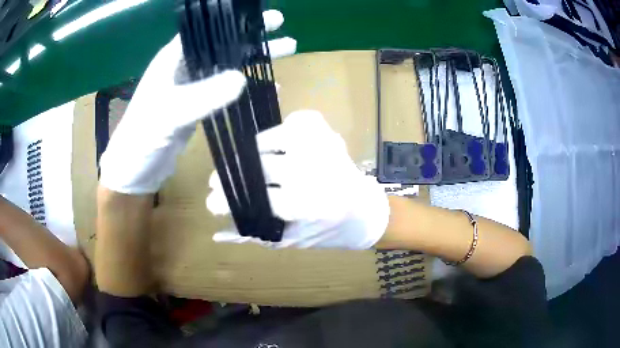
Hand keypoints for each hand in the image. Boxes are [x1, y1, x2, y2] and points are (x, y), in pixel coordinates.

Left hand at [99, 10, 295, 194]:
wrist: (134, 169)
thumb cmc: (141, 137)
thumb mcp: (169, 114)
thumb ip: (202, 96)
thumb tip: (242, 79)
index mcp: (173, 58)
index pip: (207, 30)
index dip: (235, 20)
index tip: (264, 16)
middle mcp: (184, 67)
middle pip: (222, 44)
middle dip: (251, 34)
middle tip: (280, 24)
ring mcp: (192, 86)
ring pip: (227, 65)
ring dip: (254, 57)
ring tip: (285, 49)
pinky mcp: (197, 105)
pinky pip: (226, 90)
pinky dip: (247, 86)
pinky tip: (268, 85)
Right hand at [209, 111, 390, 249]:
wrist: (363, 214)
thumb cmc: (325, 231)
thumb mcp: (289, 239)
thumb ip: (253, 234)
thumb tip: (216, 234)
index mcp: (310, 207)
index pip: (258, 199)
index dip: (229, 200)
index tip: (212, 201)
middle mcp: (319, 174)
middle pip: (262, 166)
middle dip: (234, 175)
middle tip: (218, 181)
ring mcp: (326, 147)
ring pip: (275, 138)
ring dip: (254, 152)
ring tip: (247, 163)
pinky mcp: (330, 133)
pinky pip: (298, 121)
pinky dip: (283, 131)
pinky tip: (278, 146)